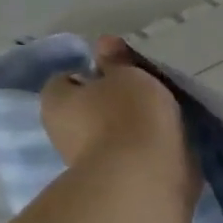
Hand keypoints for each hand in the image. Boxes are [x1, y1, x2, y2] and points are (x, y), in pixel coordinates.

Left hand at [40, 37, 196, 204]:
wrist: (146, 176)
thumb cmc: (130, 116)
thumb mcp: (128, 76)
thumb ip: (118, 61)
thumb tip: (105, 42)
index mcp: (56, 100)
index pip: (68, 79)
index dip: (94, 74)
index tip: (123, 75)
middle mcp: (62, 131)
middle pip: (87, 108)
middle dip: (110, 103)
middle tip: (145, 97)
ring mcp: (87, 159)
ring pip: (109, 133)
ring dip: (129, 129)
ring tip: (163, 122)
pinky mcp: (115, 179)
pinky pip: (129, 155)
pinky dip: (142, 150)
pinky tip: (165, 145)